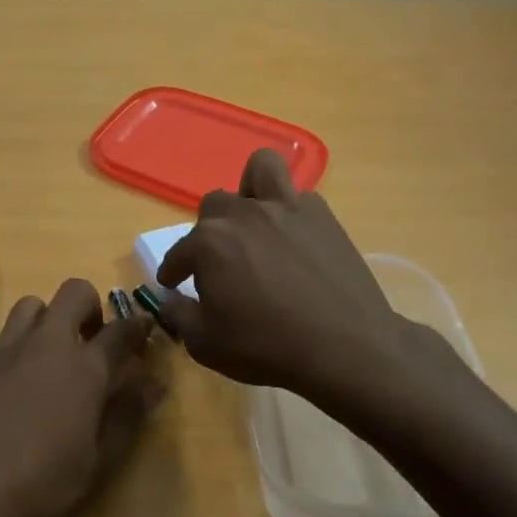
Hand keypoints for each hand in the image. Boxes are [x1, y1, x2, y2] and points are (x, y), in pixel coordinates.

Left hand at [0, 280, 164, 516]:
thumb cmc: (34, 483)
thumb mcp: (94, 463)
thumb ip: (127, 416)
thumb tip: (154, 383)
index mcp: (84, 368)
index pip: (121, 330)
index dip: (138, 325)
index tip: (145, 328)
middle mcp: (46, 344)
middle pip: (75, 293)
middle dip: (91, 306)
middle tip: (92, 339)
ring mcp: (4, 348)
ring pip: (32, 305)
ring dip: (49, 319)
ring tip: (49, 356)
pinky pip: (2, 336)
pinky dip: (17, 347)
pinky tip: (11, 386)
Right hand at [157, 149, 418, 402]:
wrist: (345, 347)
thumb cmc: (266, 347)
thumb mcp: (205, 344)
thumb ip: (178, 315)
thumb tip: (171, 298)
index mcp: (208, 243)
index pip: (179, 252)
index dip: (173, 271)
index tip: (173, 283)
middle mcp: (243, 214)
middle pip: (213, 207)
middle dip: (208, 233)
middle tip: (218, 263)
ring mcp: (286, 208)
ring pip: (260, 168)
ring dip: (249, 189)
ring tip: (253, 220)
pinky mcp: (322, 215)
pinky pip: (298, 195)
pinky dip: (288, 211)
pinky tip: (292, 239)